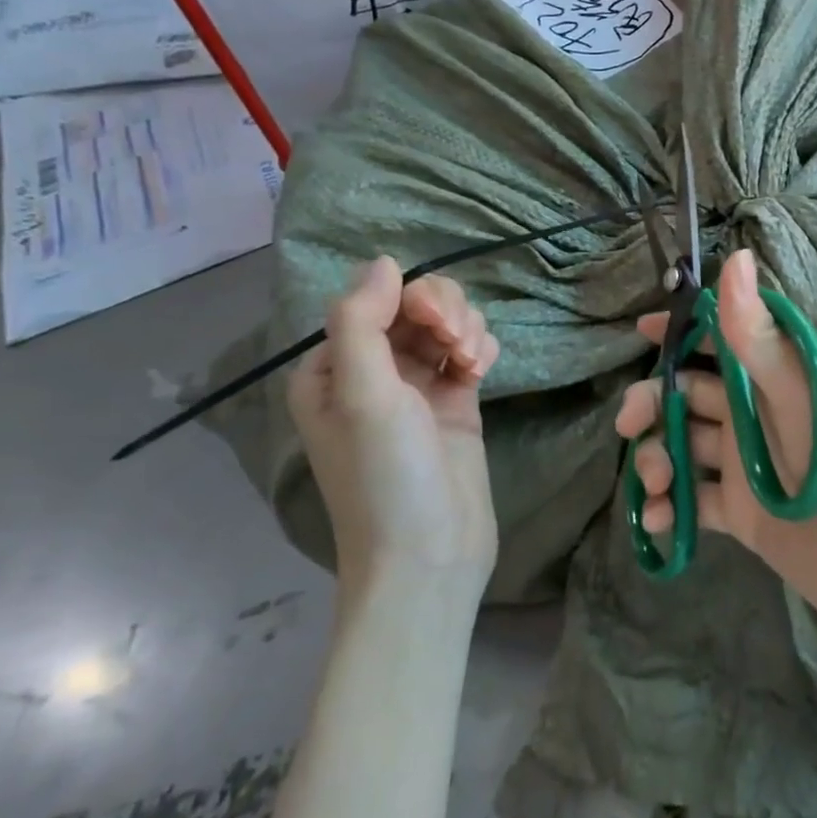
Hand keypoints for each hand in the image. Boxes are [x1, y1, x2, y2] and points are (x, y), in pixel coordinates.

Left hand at [288, 258, 501, 597]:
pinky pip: (470, 351)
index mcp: (333, 367)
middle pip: (416, 306)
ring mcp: (417, 388)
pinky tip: (483, 371)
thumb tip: (382, 260)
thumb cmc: (386, 478)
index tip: (439, 327)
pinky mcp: (456, 403)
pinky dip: (481, 349)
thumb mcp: (363, 396)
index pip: (376, 299)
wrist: (431, 557)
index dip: (412, 299)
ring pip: (448, 324)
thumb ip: (362, 321)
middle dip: (445, 313)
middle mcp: (373, 371)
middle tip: (459, 346)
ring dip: (467, 330)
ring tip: (474, 364)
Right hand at [614, 250, 816, 646]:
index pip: (722, 339)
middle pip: (690, 395)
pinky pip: (695, 501)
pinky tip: (660, 521)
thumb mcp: (805, 402)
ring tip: (657, 485)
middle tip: (628, 424)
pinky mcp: (744, 515)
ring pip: (685, 447)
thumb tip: (733, 257)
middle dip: (653, 403)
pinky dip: (671, 507)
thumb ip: (760, 339)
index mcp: (778, 379)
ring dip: (658, 458)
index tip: (639, 331)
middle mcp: (759, 415)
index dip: (681, 330)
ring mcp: (749, 466)